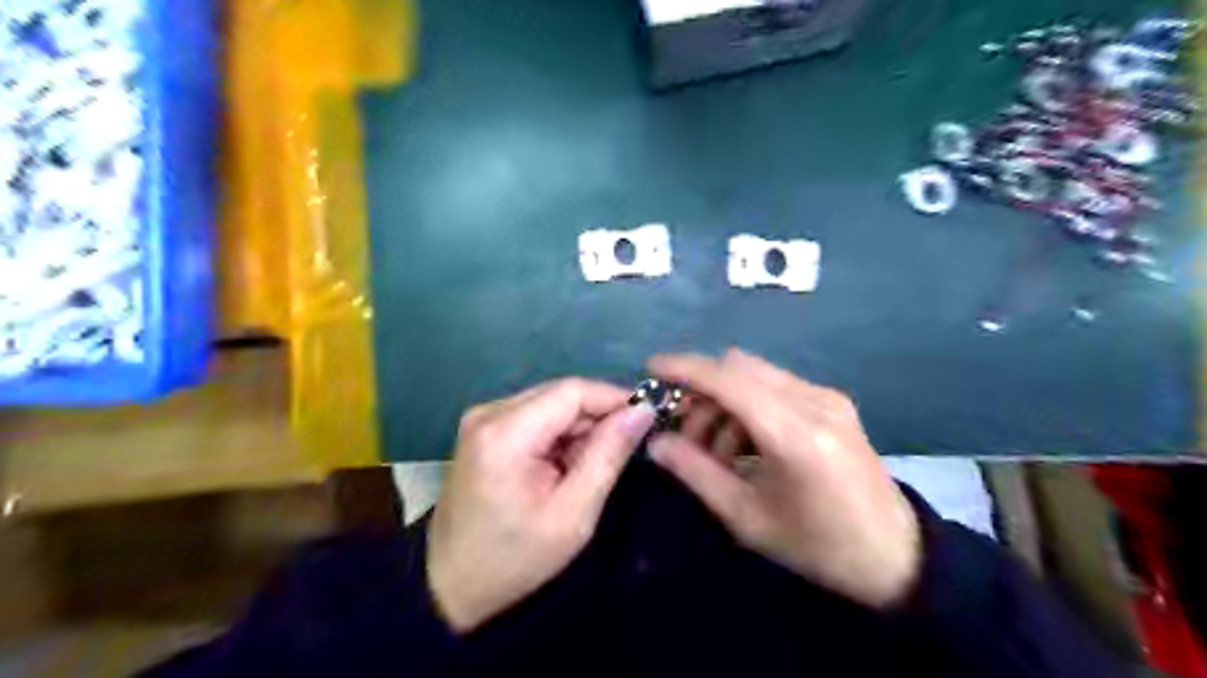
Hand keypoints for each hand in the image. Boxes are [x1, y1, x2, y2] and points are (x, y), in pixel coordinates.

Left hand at [426, 379, 656, 633]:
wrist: (452, 585)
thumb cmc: (515, 558)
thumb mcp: (573, 514)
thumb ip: (608, 455)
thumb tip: (640, 410)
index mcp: (505, 432)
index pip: (572, 390)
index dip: (613, 397)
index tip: (646, 418)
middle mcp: (489, 412)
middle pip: (560, 394)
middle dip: (596, 417)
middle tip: (618, 454)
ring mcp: (482, 418)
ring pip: (550, 403)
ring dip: (577, 428)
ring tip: (586, 469)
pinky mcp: (483, 429)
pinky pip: (535, 416)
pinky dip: (558, 435)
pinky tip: (561, 468)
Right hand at [652, 351, 914, 606]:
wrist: (896, 556)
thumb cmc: (817, 546)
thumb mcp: (747, 518)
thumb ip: (695, 473)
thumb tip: (655, 442)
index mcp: (794, 434)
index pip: (728, 379)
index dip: (685, 368)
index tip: (650, 369)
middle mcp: (813, 401)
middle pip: (739, 367)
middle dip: (702, 390)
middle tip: (684, 431)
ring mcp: (828, 397)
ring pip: (756, 374)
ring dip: (724, 400)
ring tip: (716, 449)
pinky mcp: (834, 402)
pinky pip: (775, 386)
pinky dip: (748, 404)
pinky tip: (746, 443)